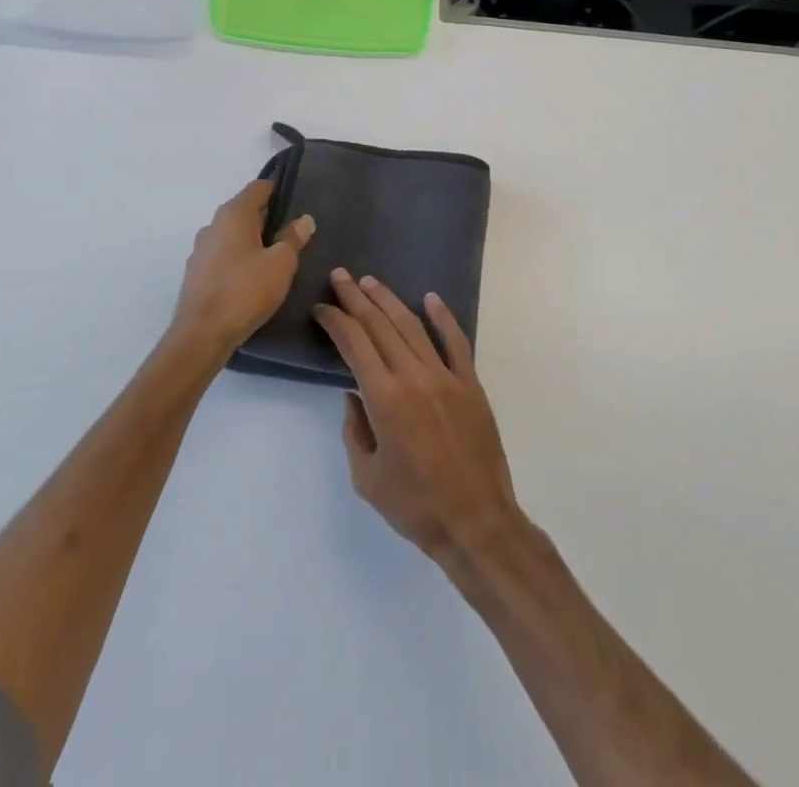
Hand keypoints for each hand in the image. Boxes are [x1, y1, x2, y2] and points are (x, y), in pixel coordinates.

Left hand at [169, 180, 314, 360]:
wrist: (201, 335)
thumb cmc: (245, 291)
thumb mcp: (281, 264)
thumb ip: (293, 238)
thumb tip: (304, 219)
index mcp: (234, 214)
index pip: (258, 188)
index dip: (277, 190)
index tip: (295, 201)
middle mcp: (213, 225)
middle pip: (244, 210)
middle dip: (266, 218)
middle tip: (291, 233)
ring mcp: (200, 249)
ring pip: (231, 234)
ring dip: (250, 240)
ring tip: (273, 257)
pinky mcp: (195, 272)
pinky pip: (222, 254)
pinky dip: (237, 258)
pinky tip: (250, 277)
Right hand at [314, 271, 524, 564]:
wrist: (476, 522)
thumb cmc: (415, 506)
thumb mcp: (367, 477)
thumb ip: (355, 430)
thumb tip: (353, 395)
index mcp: (384, 398)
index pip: (354, 343)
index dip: (335, 320)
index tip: (322, 308)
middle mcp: (414, 376)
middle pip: (380, 325)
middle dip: (356, 298)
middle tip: (340, 276)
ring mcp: (446, 376)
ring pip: (413, 326)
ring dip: (389, 300)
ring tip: (370, 283)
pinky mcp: (470, 383)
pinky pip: (456, 341)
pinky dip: (443, 317)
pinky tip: (431, 298)